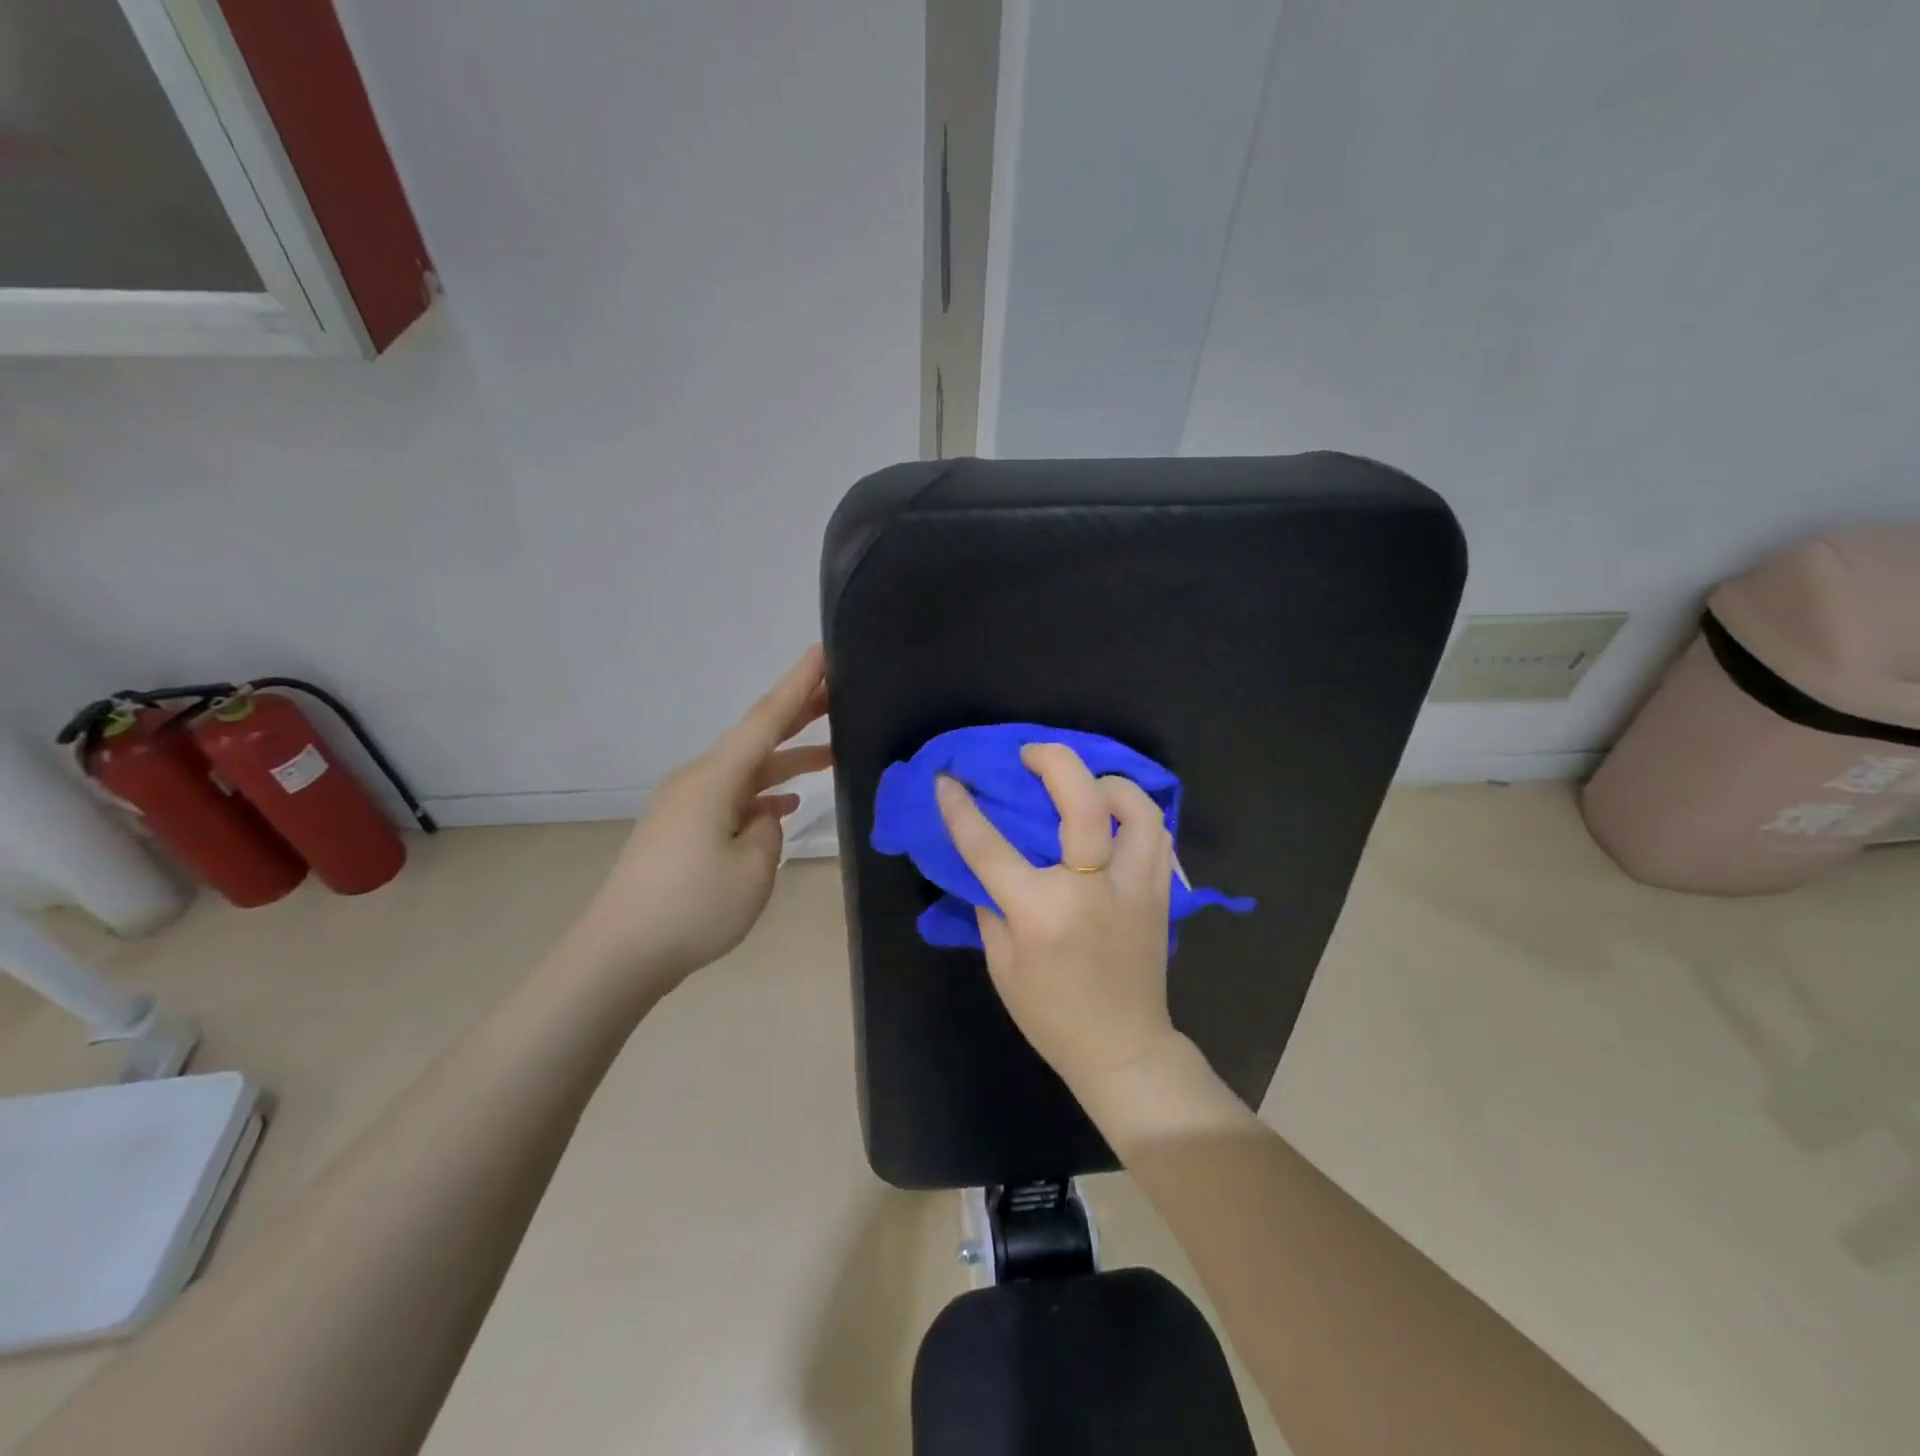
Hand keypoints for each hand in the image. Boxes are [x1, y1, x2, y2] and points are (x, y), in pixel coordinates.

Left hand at [572, 646, 830, 987]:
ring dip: (786, 762)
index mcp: (715, 779)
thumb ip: (769, 829)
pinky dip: (762, 796)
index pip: (766, 720)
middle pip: (756, 738)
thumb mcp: (753, 867)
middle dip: (798, 715)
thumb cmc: (693, 907)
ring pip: (747, 770)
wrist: (620, 953)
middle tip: (839, 693)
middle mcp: (698, 780)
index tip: (823, 652)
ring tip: (832, 754)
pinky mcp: (682, 829)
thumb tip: (763, 816)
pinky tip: (786, 807)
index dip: (798, 686)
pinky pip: (732, 798)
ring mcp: (687, 804)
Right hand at [935, 743, 1181, 1098]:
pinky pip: (1157, 835)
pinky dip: (1135, 814)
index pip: (991, 847)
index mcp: (1041, 913)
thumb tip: (988, 865)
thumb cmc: (1051, 1015)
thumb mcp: (1003, 965)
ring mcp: (1133, 888)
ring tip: (1085, 783)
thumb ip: (992, 907)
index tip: (948, 779)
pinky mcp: (1159, 894)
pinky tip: (1114, 818)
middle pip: (1082, 802)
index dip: (962, 809)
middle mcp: (1091, 890)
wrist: (1123, 1050)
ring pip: (1137, 809)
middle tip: (1032, 754)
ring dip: (1107, 783)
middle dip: (1055, 761)